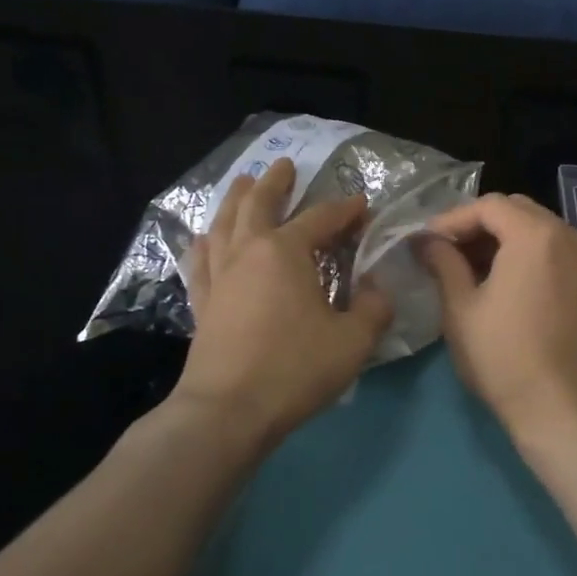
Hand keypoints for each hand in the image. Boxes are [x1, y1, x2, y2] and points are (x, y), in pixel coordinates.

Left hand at [172, 157, 392, 449]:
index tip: (362, 206)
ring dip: (235, 199)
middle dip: (276, 182)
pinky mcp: (203, 301)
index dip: (345, 210)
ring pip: (224, 223)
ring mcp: (220, 275)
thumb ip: (373, 308)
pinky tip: (205, 237)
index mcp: (285, 252)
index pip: (320, 218)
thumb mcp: (353, 341)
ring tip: (242, 183)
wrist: (228, 410)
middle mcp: (248, 252)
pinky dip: (205, 241)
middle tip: (285, 165)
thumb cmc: (294, 369)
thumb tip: (376, 288)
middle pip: (259, 203)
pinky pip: (201, 259)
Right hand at [417, 193, 576, 441]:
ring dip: (500, 238)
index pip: (487, 206)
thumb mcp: (461, 308)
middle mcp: (567, 234)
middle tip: (444, 252)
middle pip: (514, 210)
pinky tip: (499, 280)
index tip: (425, 242)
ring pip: (535, 228)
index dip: (452, 219)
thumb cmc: (503, 356)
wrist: (562, 408)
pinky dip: (523, 253)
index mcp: (535, 234)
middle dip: (476, 225)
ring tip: (466, 268)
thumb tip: (426, 240)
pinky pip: (552, 248)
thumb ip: (443, 262)